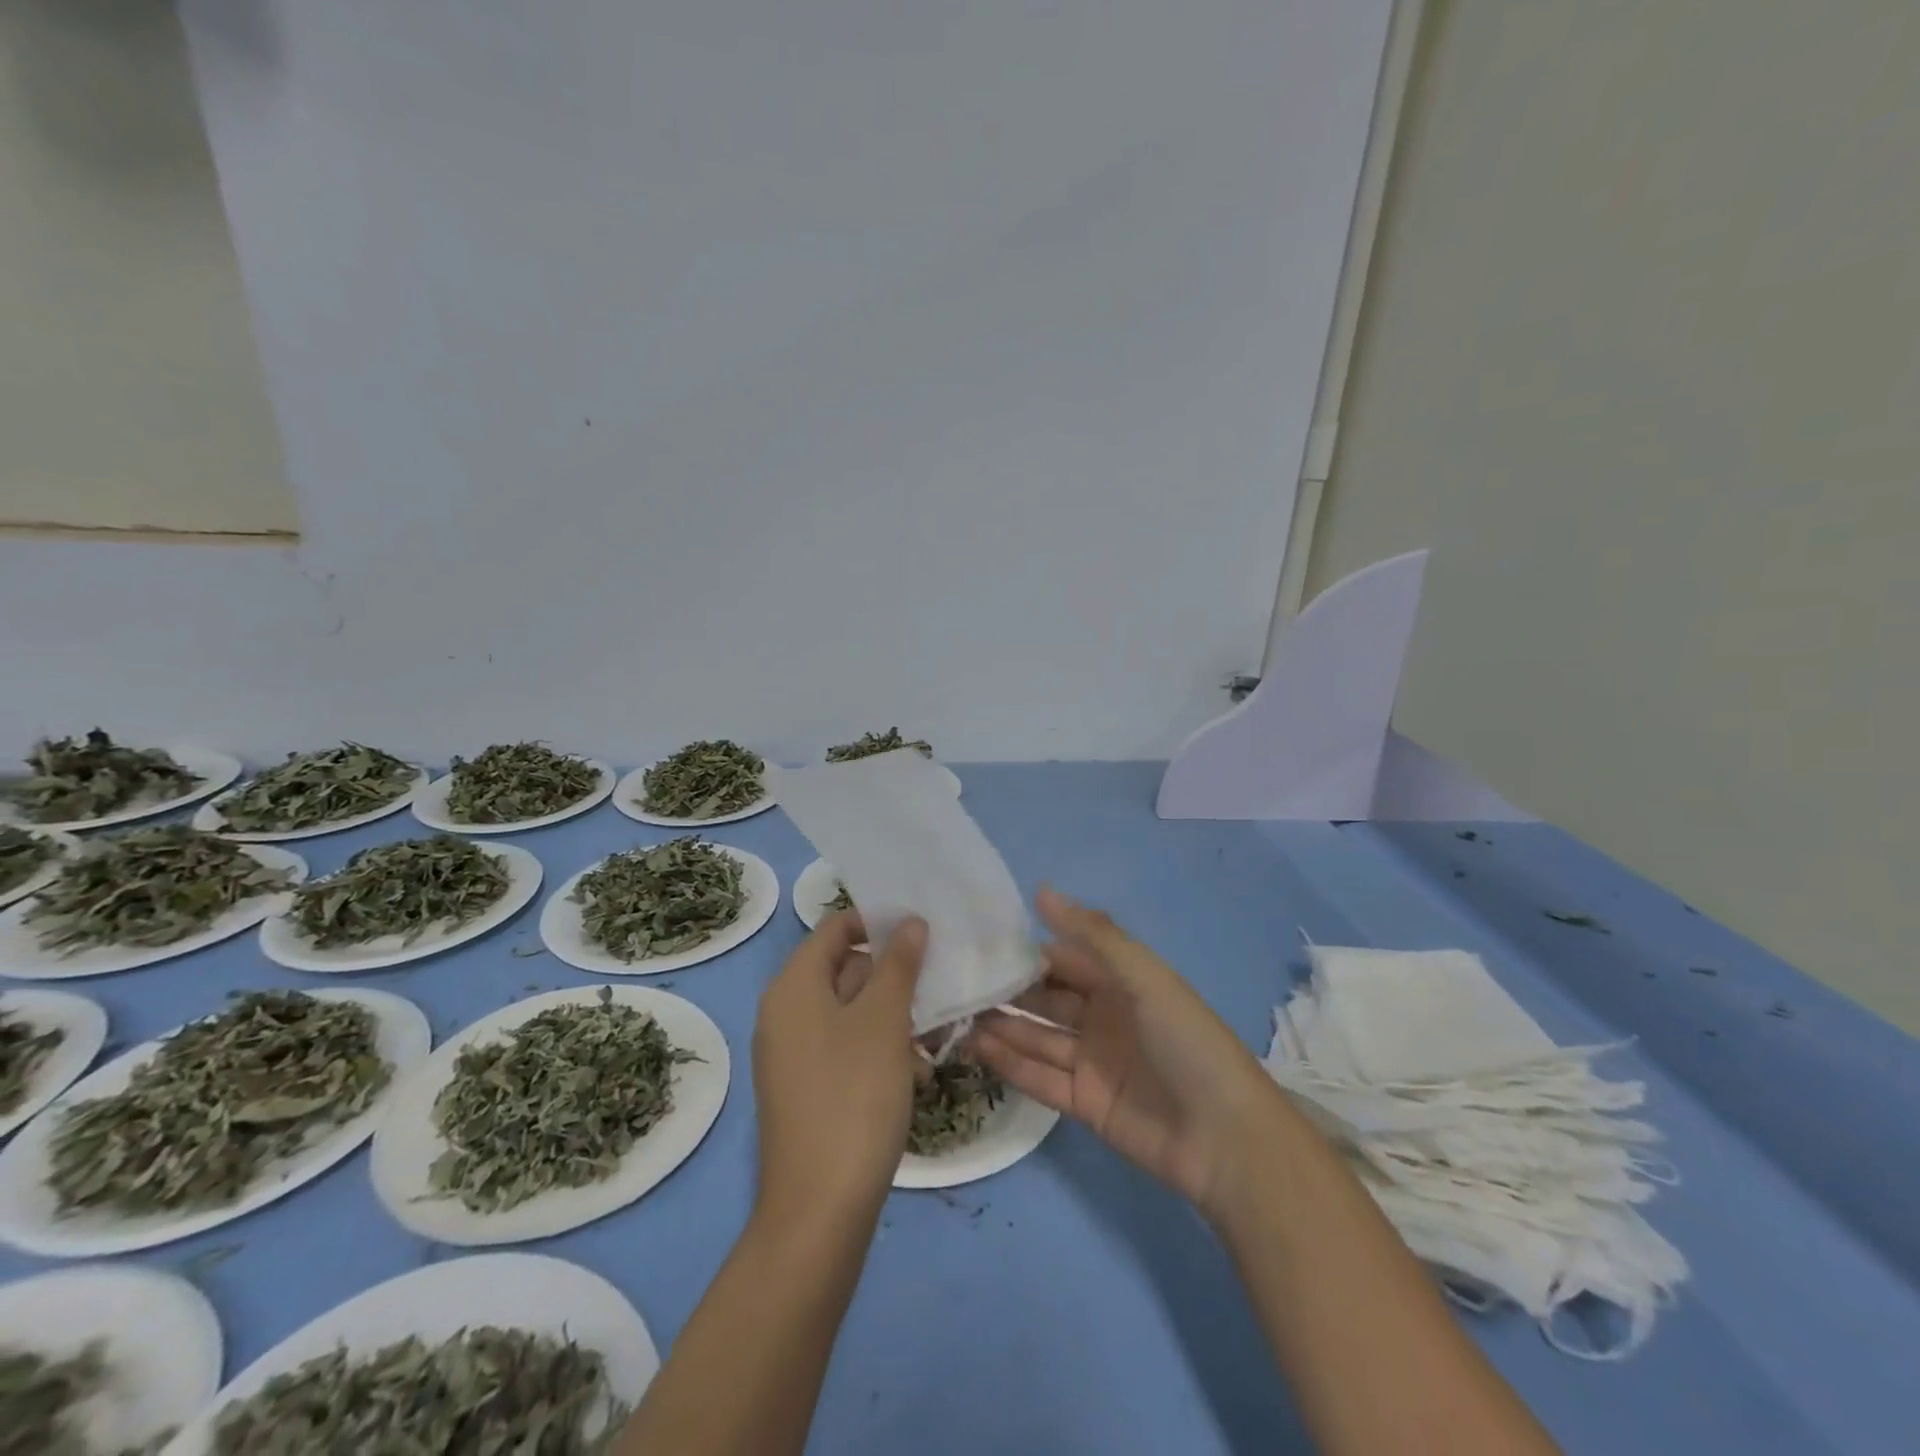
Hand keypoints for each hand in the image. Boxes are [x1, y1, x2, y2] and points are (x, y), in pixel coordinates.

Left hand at [752, 909, 926, 1222]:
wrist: (819, 1211)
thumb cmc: (853, 1097)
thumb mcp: (884, 1021)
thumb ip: (899, 965)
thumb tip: (910, 922)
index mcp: (793, 987)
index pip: (835, 928)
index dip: (878, 922)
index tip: (924, 931)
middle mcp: (785, 1013)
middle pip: (845, 969)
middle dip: (894, 976)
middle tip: (940, 987)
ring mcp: (794, 1053)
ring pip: (852, 1012)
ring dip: (894, 1017)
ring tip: (934, 1039)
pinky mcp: (807, 1088)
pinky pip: (846, 1047)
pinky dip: (880, 1049)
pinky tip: (915, 1073)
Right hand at [970, 888, 1276, 1220]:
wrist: (1224, 1138)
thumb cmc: (1186, 1040)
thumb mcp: (1143, 976)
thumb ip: (1091, 934)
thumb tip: (1040, 890)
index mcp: (1120, 981)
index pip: (1062, 958)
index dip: (1025, 951)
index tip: (978, 941)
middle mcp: (1103, 1016)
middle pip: (1045, 998)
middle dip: (1006, 990)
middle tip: (954, 981)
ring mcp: (1092, 1060)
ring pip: (1036, 1037)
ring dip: (1000, 1026)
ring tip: (953, 1014)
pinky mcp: (1084, 1102)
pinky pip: (1039, 1078)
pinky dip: (1010, 1064)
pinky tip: (975, 1048)